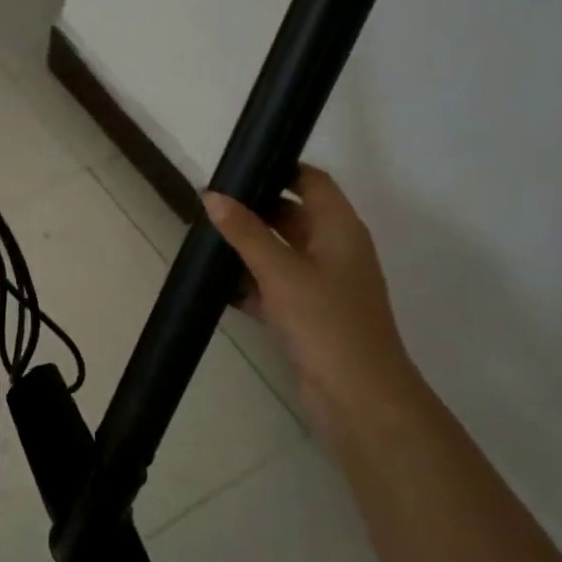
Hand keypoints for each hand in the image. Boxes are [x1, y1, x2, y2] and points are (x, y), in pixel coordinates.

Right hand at [204, 166, 422, 441]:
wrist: (357, 394)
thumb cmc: (325, 321)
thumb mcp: (280, 271)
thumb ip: (245, 232)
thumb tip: (212, 195)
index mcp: (340, 229)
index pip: (312, 182)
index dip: (279, 169)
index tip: (238, 167)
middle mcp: (334, 250)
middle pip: (293, 215)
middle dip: (254, 210)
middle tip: (209, 205)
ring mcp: (322, 285)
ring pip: (280, 253)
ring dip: (248, 248)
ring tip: (205, 240)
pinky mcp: (307, 314)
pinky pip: (274, 287)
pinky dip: (250, 283)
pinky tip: (217, 284)